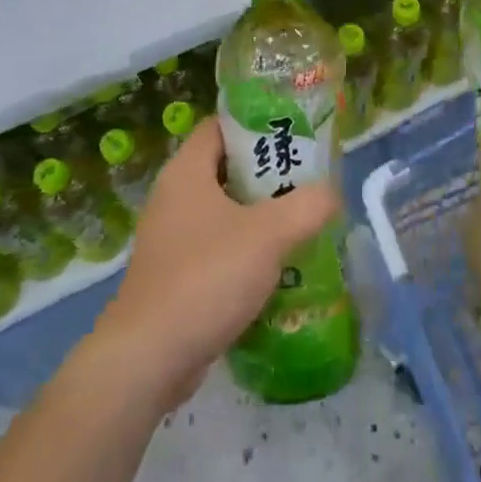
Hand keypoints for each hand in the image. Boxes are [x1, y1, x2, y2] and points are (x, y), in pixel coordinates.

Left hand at [93, 118, 338, 411]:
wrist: (149, 358)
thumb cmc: (207, 277)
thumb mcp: (268, 235)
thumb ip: (308, 206)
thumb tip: (331, 192)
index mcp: (186, 171)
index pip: (220, 126)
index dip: (256, 123)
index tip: (293, 133)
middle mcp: (172, 197)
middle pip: (225, 168)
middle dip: (267, 174)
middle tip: (307, 179)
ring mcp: (170, 238)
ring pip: (222, 212)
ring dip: (259, 216)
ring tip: (301, 221)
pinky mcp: (173, 275)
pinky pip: (215, 248)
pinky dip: (244, 251)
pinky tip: (276, 267)